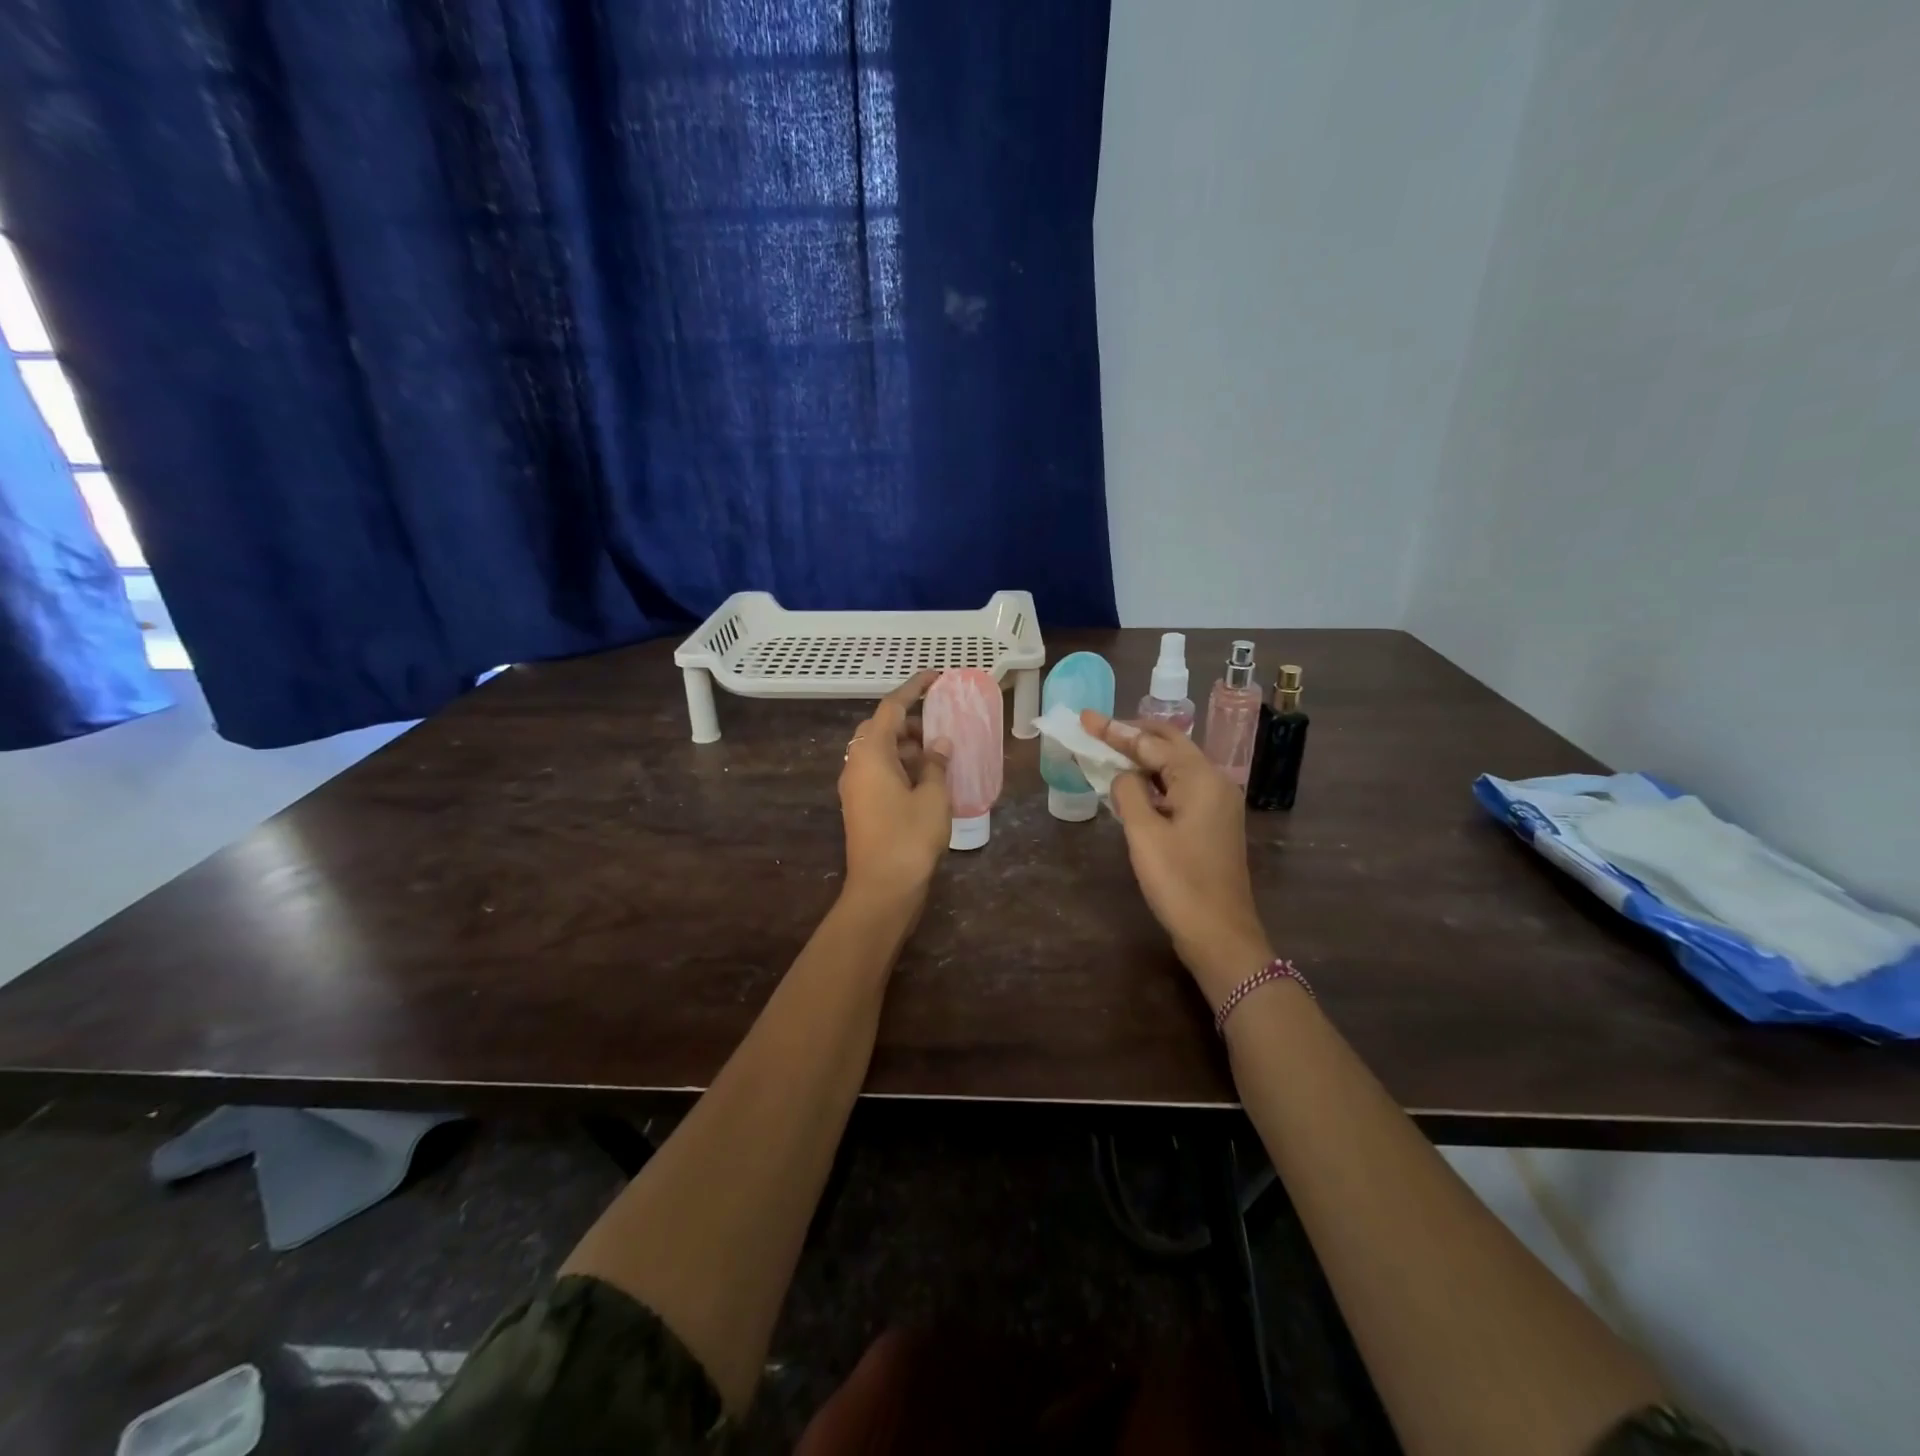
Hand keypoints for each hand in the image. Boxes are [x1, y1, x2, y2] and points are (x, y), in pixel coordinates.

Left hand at [839, 672, 952, 903]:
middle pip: (881, 728)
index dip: (914, 688)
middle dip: (910, 722)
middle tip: (940, 725)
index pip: (891, 707)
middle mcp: (856, 763)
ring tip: (938, 753)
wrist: (882, 888)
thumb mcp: (932, 796)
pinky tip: (926, 778)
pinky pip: (878, 772)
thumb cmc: (909, 837)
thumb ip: (936, 763)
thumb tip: (939, 744)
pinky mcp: (859, 805)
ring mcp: (854, 786)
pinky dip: (900, 766)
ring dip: (906, 746)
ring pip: (879, 752)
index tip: (935, 677)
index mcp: (871, 753)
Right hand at [1080, 710, 1273, 1004]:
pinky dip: (1153, 780)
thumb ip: (1128, 793)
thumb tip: (1123, 775)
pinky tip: (1132, 786)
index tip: (1085, 718)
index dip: (1115, 730)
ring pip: (1175, 766)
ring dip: (1142, 757)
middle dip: (1132, 735)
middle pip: (1169, 745)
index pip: (1151, 743)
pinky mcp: (1212, 823)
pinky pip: (1179, 788)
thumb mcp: (1144, 834)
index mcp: (1201, 779)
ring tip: (1107, 751)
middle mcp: (1215, 782)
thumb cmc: (1180, 883)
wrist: (1220, 934)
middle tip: (1096, 729)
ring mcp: (1217, 804)